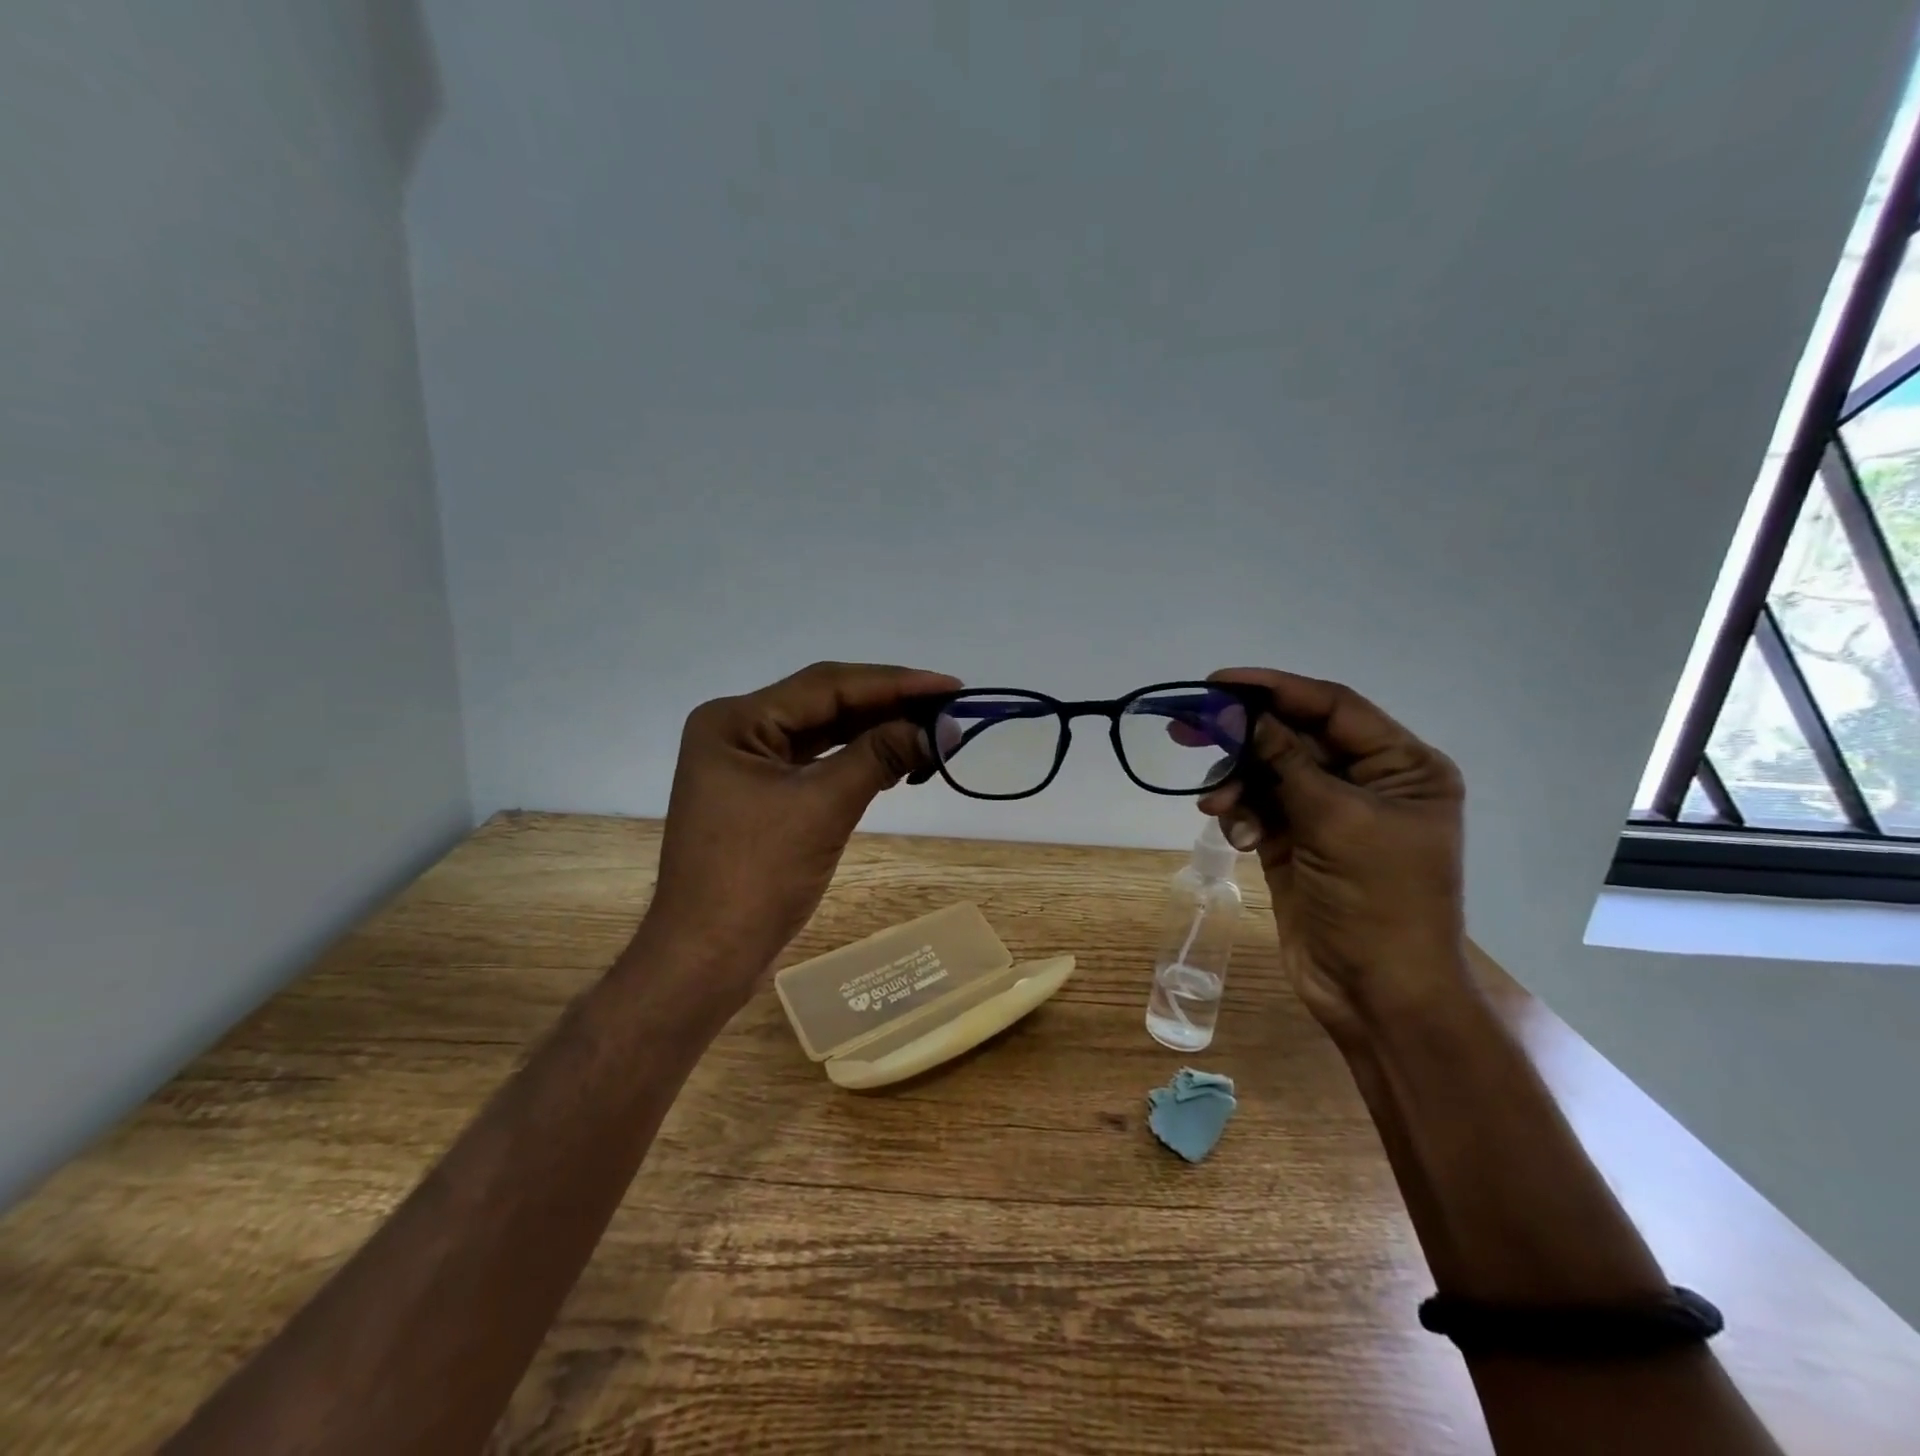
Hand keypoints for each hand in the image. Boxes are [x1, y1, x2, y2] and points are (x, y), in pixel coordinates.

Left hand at [640, 662, 959, 1005]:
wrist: (705, 958)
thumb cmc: (756, 877)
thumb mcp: (823, 807)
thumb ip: (880, 755)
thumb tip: (943, 728)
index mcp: (736, 720)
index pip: (827, 685)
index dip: (894, 683)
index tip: (951, 686)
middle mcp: (738, 731)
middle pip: (825, 704)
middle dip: (888, 705)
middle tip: (949, 707)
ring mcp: (747, 764)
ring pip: (824, 734)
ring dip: (877, 732)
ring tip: (932, 731)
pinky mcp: (761, 795)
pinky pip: (817, 764)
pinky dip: (857, 761)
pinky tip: (896, 759)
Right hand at [1197, 668, 1470, 1041]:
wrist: (1376, 993)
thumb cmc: (1378, 901)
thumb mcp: (1336, 821)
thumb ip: (1287, 761)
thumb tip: (1242, 714)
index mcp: (1403, 767)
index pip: (1333, 707)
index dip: (1275, 689)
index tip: (1219, 682)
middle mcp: (1368, 782)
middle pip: (1295, 737)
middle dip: (1244, 737)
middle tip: (1187, 728)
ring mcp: (1330, 814)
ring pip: (1270, 773)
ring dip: (1238, 784)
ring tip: (1215, 805)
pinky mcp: (1297, 842)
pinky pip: (1260, 808)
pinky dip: (1240, 814)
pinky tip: (1232, 832)